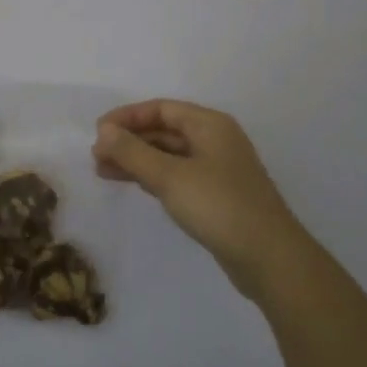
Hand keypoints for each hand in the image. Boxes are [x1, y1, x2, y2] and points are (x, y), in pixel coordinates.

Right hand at [93, 99, 306, 297]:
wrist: (269, 258)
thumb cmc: (219, 206)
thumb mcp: (170, 176)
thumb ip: (133, 152)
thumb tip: (104, 131)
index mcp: (209, 124)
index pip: (161, 108)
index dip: (127, 117)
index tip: (98, 132)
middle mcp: (215, 140)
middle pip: (164, 130)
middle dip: (129, 140)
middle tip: (96, 157)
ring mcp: (218, 169)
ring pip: (169, 155)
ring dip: (137, 160)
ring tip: (104, 172)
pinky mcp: (217, 195)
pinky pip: (177, 175)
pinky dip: (153, 176)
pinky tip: (134, 185)